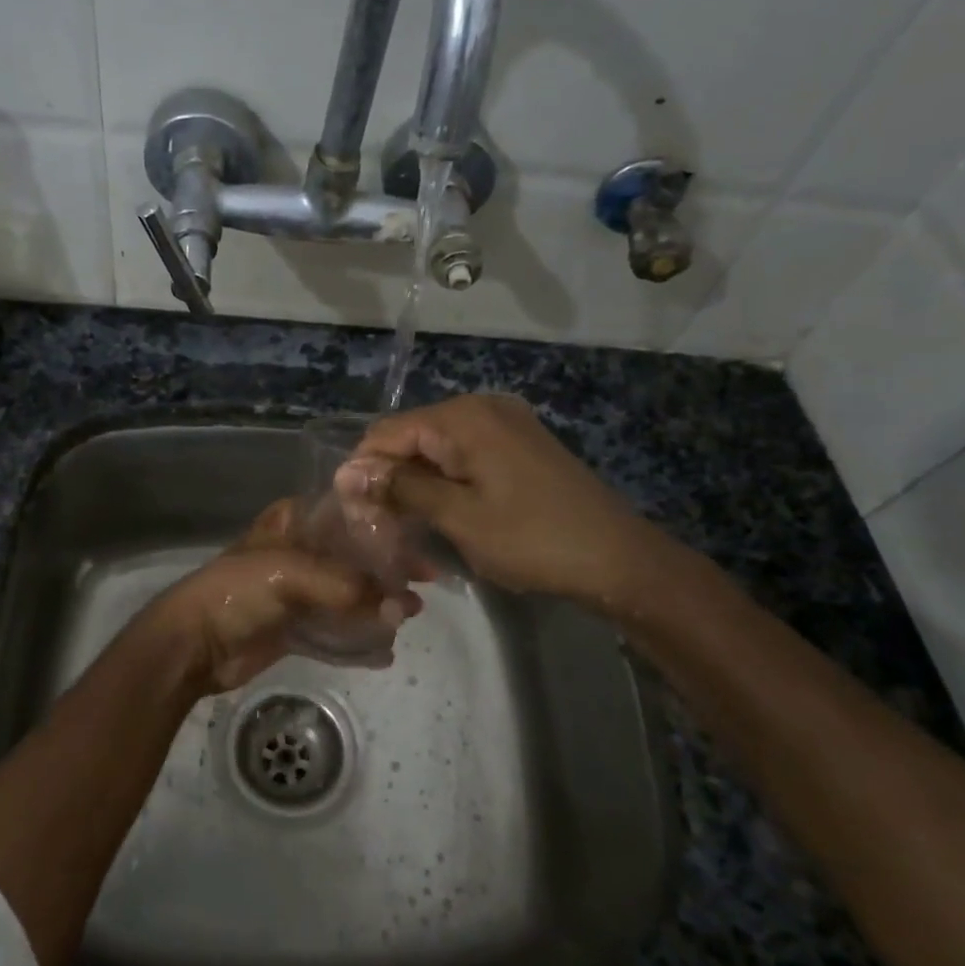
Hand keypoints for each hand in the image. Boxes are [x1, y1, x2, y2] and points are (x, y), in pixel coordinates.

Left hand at [142, 500, 422, 695]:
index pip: (349, 516)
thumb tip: (401, 607)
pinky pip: (335, 631)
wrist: (193, 643)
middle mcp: (299, 553)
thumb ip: (348, 586)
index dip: (385, 527)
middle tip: (426, 582)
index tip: (421, 540)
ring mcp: (297, 592)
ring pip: (349, 594)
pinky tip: (385, 650)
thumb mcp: (293, 573)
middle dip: (389, 570)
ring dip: (379, 604)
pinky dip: (359, 639)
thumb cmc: (238, 590)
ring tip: (413, 614)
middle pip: (354, 557)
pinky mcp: (294, 628)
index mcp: (294, 524)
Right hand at [337, 393, 685, 618]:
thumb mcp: (458, 516)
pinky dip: (446, 481)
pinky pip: (465, 454)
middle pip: (411, 437)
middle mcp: (482, 407)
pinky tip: (442, 513)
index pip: (387, 432)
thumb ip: (401, 488)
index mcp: (463, 417)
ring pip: (437, 448)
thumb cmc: (532, 539)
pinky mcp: (519, 444)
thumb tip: (348, 473)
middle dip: (389, 478)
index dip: (363, 470)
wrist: (616, 558)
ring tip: (406, 527)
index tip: (351, 514)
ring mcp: (505, 423)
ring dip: (417, 484)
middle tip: (378, 527)